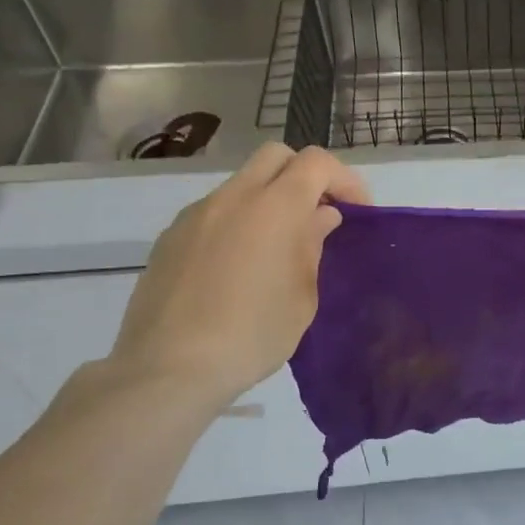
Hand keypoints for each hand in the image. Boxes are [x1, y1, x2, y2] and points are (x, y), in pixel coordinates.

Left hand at [107, 143, 369, 411]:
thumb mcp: (302, 296)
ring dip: (269, 199)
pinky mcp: (170, 237)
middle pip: (276, 156)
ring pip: (243, 183)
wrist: (168, 368)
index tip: (356, 211)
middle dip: (305, 176)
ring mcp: (196, 214)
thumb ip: (312, 246)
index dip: (344, 180)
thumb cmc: (253, 334)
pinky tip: (238, 267)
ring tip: (277, 247)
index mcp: (275, 207)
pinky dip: (238, 222)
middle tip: (318, 214)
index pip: (317, 162)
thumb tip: (319, 217)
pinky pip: (215, 212)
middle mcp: (234, 197)